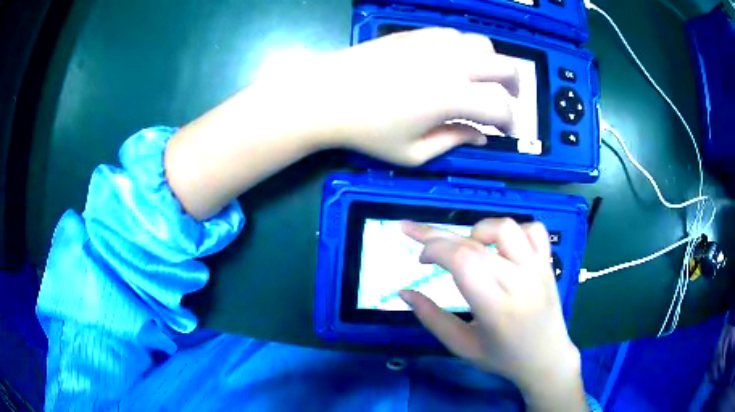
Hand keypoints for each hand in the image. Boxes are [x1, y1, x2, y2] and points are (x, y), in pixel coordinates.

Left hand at [259, 28, 518, 165]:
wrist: (325, 95)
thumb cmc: (366, 131)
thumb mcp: (412, 153)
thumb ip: (453, 142)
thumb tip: (480, 137)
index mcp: (452, 96)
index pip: (502, 106)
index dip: (510, 122)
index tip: (505, 132)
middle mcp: (451, 63)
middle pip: (506, 66)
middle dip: (515, 88)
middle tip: (506, 103)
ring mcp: (433, 44)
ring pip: (483, 44)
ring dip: (492, 64)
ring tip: (483, 81)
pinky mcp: (415, 35)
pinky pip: (454, 35)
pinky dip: (465, 50)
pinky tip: (454, 63)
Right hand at [400, 219, 586, 410]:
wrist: (547, 359)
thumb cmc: (503, 358)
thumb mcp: (461, 347)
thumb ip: (431, 318)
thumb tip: (404, 292)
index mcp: (496, 307)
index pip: (463, 260)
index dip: (434, 248)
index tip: (420, 259)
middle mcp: (519, 281)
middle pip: (475, 241)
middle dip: (438, 235)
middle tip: (417, 236)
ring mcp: (537, 268)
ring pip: (505, 227)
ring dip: (477, 230)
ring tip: (467, 247)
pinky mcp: (547, 263)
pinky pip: (532, 229)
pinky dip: (512, 230)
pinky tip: (500, 246)